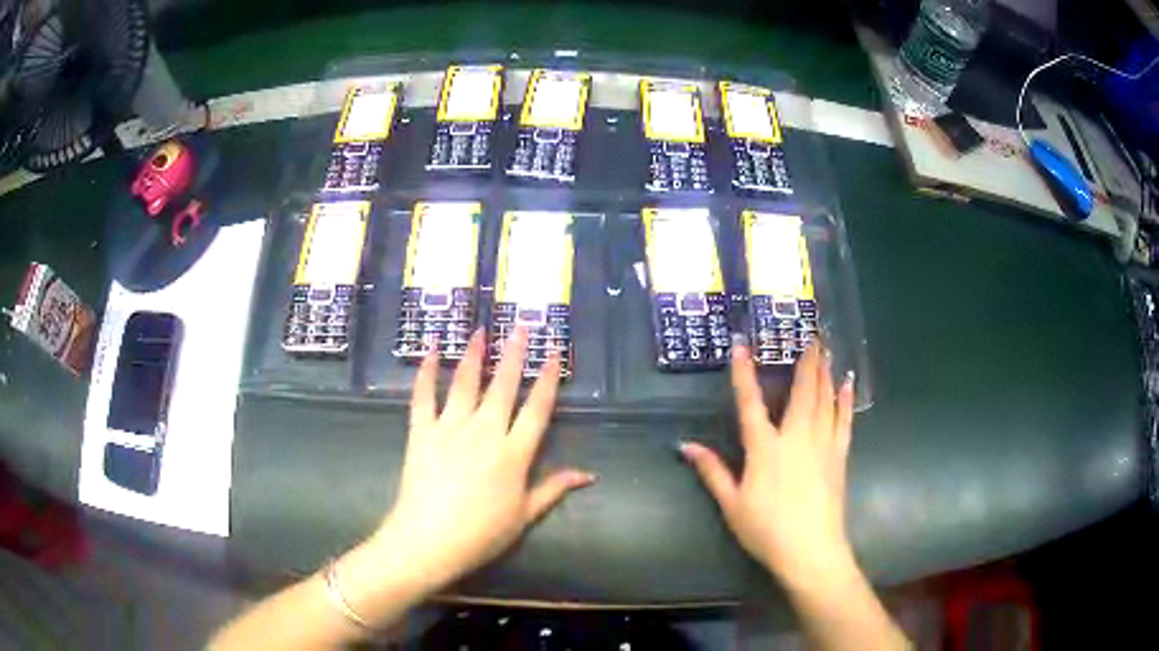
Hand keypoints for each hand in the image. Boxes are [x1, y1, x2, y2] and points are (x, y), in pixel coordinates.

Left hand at [369, 328, 594, 590]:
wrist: (429, 540)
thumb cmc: (481, 533)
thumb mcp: (524, 515)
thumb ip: (554, 489)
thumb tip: (589, 475)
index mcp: (514, 453)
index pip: (538, 408)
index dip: (548, 379)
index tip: (554, 353)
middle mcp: (485, 431)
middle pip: (504, 385)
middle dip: (514, 353)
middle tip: (521, 326)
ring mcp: (450, 427)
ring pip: (465, 382)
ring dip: (474, 354)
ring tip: (481, 331)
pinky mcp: (421, 431)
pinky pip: (423, 396)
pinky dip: (425, 372)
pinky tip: (429, 351)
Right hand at [681, 343, 855, 586]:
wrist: (811, 549)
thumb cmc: (766, 529)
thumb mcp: (732, 504)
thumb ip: (712, 472)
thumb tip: (686, 446)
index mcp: (765, 448)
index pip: (751, 403)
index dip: (744, 373)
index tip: (742, 344)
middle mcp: (796, 437)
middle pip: (802, 391)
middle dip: (805, 361)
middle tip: (811, 333)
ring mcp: (822, 444)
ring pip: (825, 399)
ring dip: (825, 372)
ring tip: (826, 349)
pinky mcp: (839, 456)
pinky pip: (844, 420)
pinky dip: (846, 399)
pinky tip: (848, 383)